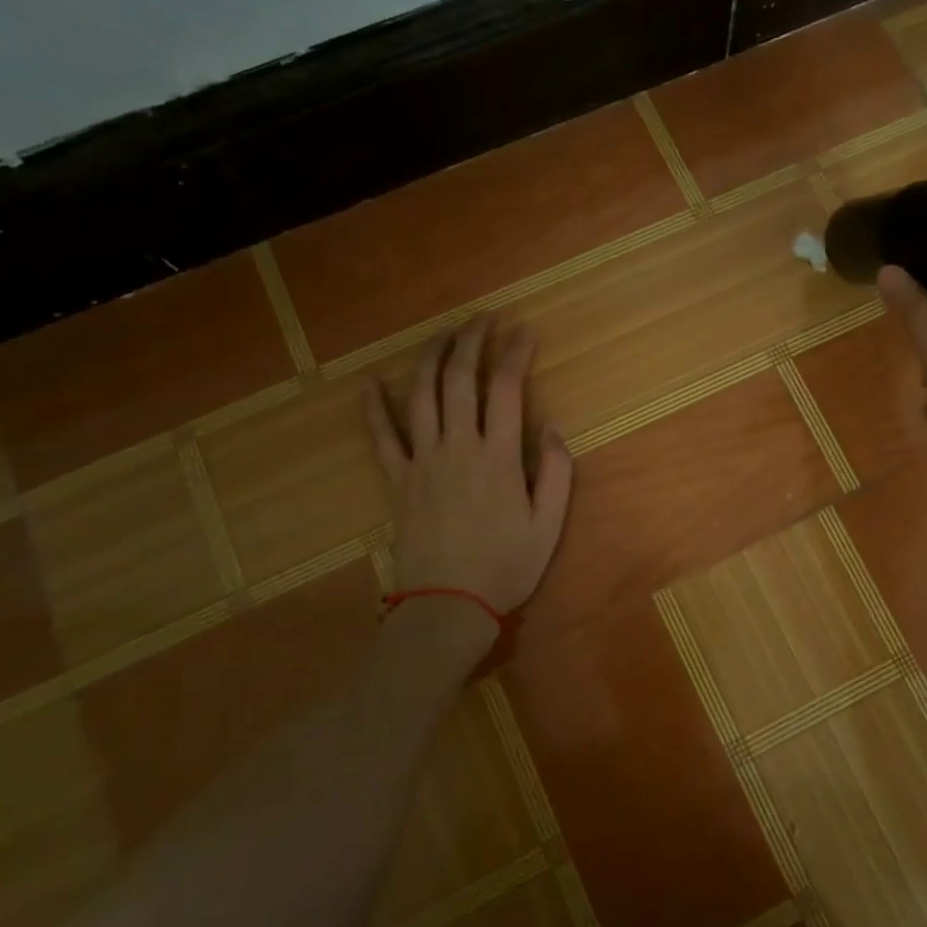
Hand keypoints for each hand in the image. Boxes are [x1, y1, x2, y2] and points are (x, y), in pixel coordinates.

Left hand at [365, 319, 572, 648]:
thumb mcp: (548, 524)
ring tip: (442, 334)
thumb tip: (553, 427)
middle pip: (459, 379)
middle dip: (471, 341)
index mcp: (499, 456)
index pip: (507, 388)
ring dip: (431, 358)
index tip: (525, 332)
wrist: (447, 607)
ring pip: (421, 395)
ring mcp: (422, 460)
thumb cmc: (505, 567)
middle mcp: (458, 446)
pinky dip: (374, 407)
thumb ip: (556, 472)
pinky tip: (369, 382)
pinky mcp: (397, 480)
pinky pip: (381, 437)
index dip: (516, 353)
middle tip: (483, 319)